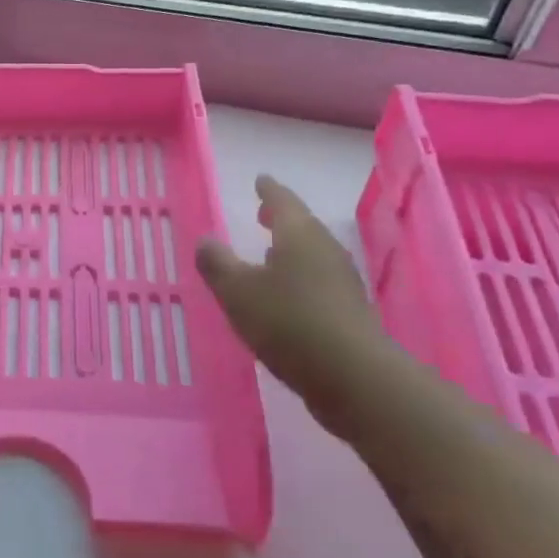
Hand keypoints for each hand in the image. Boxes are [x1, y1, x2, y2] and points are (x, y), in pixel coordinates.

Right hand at [195, 176, 402, 434]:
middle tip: (263, 212)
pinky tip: (287, 294)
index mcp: (299, 235)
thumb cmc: (288, 322)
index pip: (282, 201)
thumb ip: (217, 263)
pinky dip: (299, 277)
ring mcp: (342, 282)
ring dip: (290, 250)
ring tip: (269, 253)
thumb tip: (205, 240)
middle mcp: (325, 250)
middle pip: (302, 226)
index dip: (269, 190)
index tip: (261, 179)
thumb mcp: (237, 291)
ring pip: (312, 255)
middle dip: (281, 219)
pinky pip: (318, 282)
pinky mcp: (349, 313)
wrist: (353, 377)